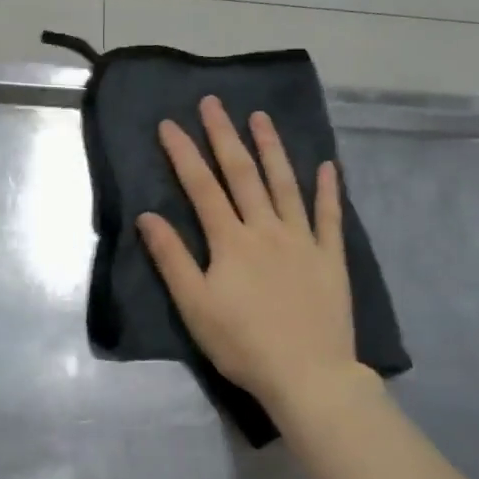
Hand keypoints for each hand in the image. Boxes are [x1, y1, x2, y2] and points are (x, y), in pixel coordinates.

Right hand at [138, 97, 366, 424]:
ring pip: (285, 184)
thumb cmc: (243, 344)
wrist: (307, 375)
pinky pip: (330, 217)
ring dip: (272, 148)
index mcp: (231, 241)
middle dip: (225, 135)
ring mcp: (303, 240)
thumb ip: (171, 258)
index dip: (184, 153)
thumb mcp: (194, 306)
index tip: (169, 124)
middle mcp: (266, 229)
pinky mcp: (331, 258)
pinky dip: (329, 190)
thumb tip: (148, 216)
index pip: (202, 187)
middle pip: (243, 174)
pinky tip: (327, 166)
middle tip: (214, 102)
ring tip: (261, 117)